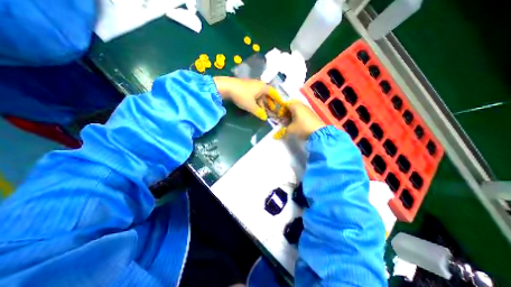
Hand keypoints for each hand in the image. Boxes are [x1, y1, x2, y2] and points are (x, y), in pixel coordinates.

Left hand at [213, 75, 283, 119]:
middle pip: (267, 95)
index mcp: (263, 87)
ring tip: (264, 111)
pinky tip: (256, 108)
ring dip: (263, 104)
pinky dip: (257, 102)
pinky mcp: (246, 88)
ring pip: (260, 96)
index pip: (273, 93)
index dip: (278, 99)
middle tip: (272, 110)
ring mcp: (252, 86)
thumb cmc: (242, 95)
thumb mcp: (251, 106)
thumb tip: (264, 118)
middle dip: (270, 103)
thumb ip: (259, 112)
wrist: (226, 87)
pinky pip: (255, 96)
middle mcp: (259, 85)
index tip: (282, 104)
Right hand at [278, 101, 324, 139]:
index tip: (280, 117)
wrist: (318, 132)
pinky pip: (302, 113)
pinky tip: (297, 124)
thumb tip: (284, 129)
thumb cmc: (302, 128)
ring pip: (297, 110)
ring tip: (291, 123)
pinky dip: (298, 117)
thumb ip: (285, 128)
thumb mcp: (290, 129)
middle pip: (292, 107)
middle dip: (287, 113)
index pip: (285, 104)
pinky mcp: (312, 114)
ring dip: (293, 115)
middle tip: (285, 120)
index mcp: (295, 106)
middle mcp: (301, 105)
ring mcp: (307, 109)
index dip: (281, 110)